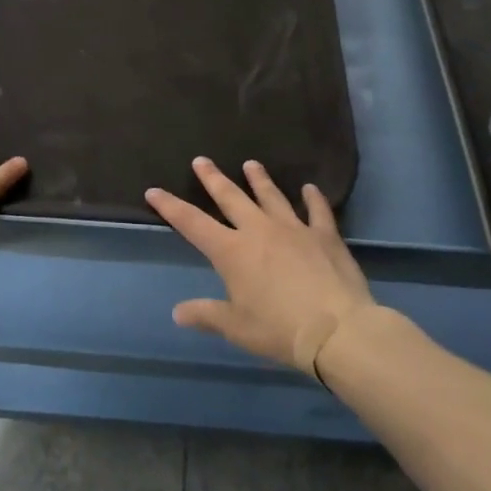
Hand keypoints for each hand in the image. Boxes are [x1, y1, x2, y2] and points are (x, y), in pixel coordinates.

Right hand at [148, 157, 376, 376]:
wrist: (336, 330)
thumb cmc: (278, 330)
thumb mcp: (236, 327)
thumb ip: (206, 315)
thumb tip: (178, 312)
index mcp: (231, 251)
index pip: (192, 223)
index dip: (170, 206)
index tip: (154, 191)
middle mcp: (258, 230)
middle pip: (230, 197)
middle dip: (213, 178)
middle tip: (201, 160)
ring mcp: (293, 228)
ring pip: (271, 196)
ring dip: (259, 179)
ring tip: (250, 164)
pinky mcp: (324, 235)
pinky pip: (317, 211)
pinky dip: (314, 199)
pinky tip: (310, 188)